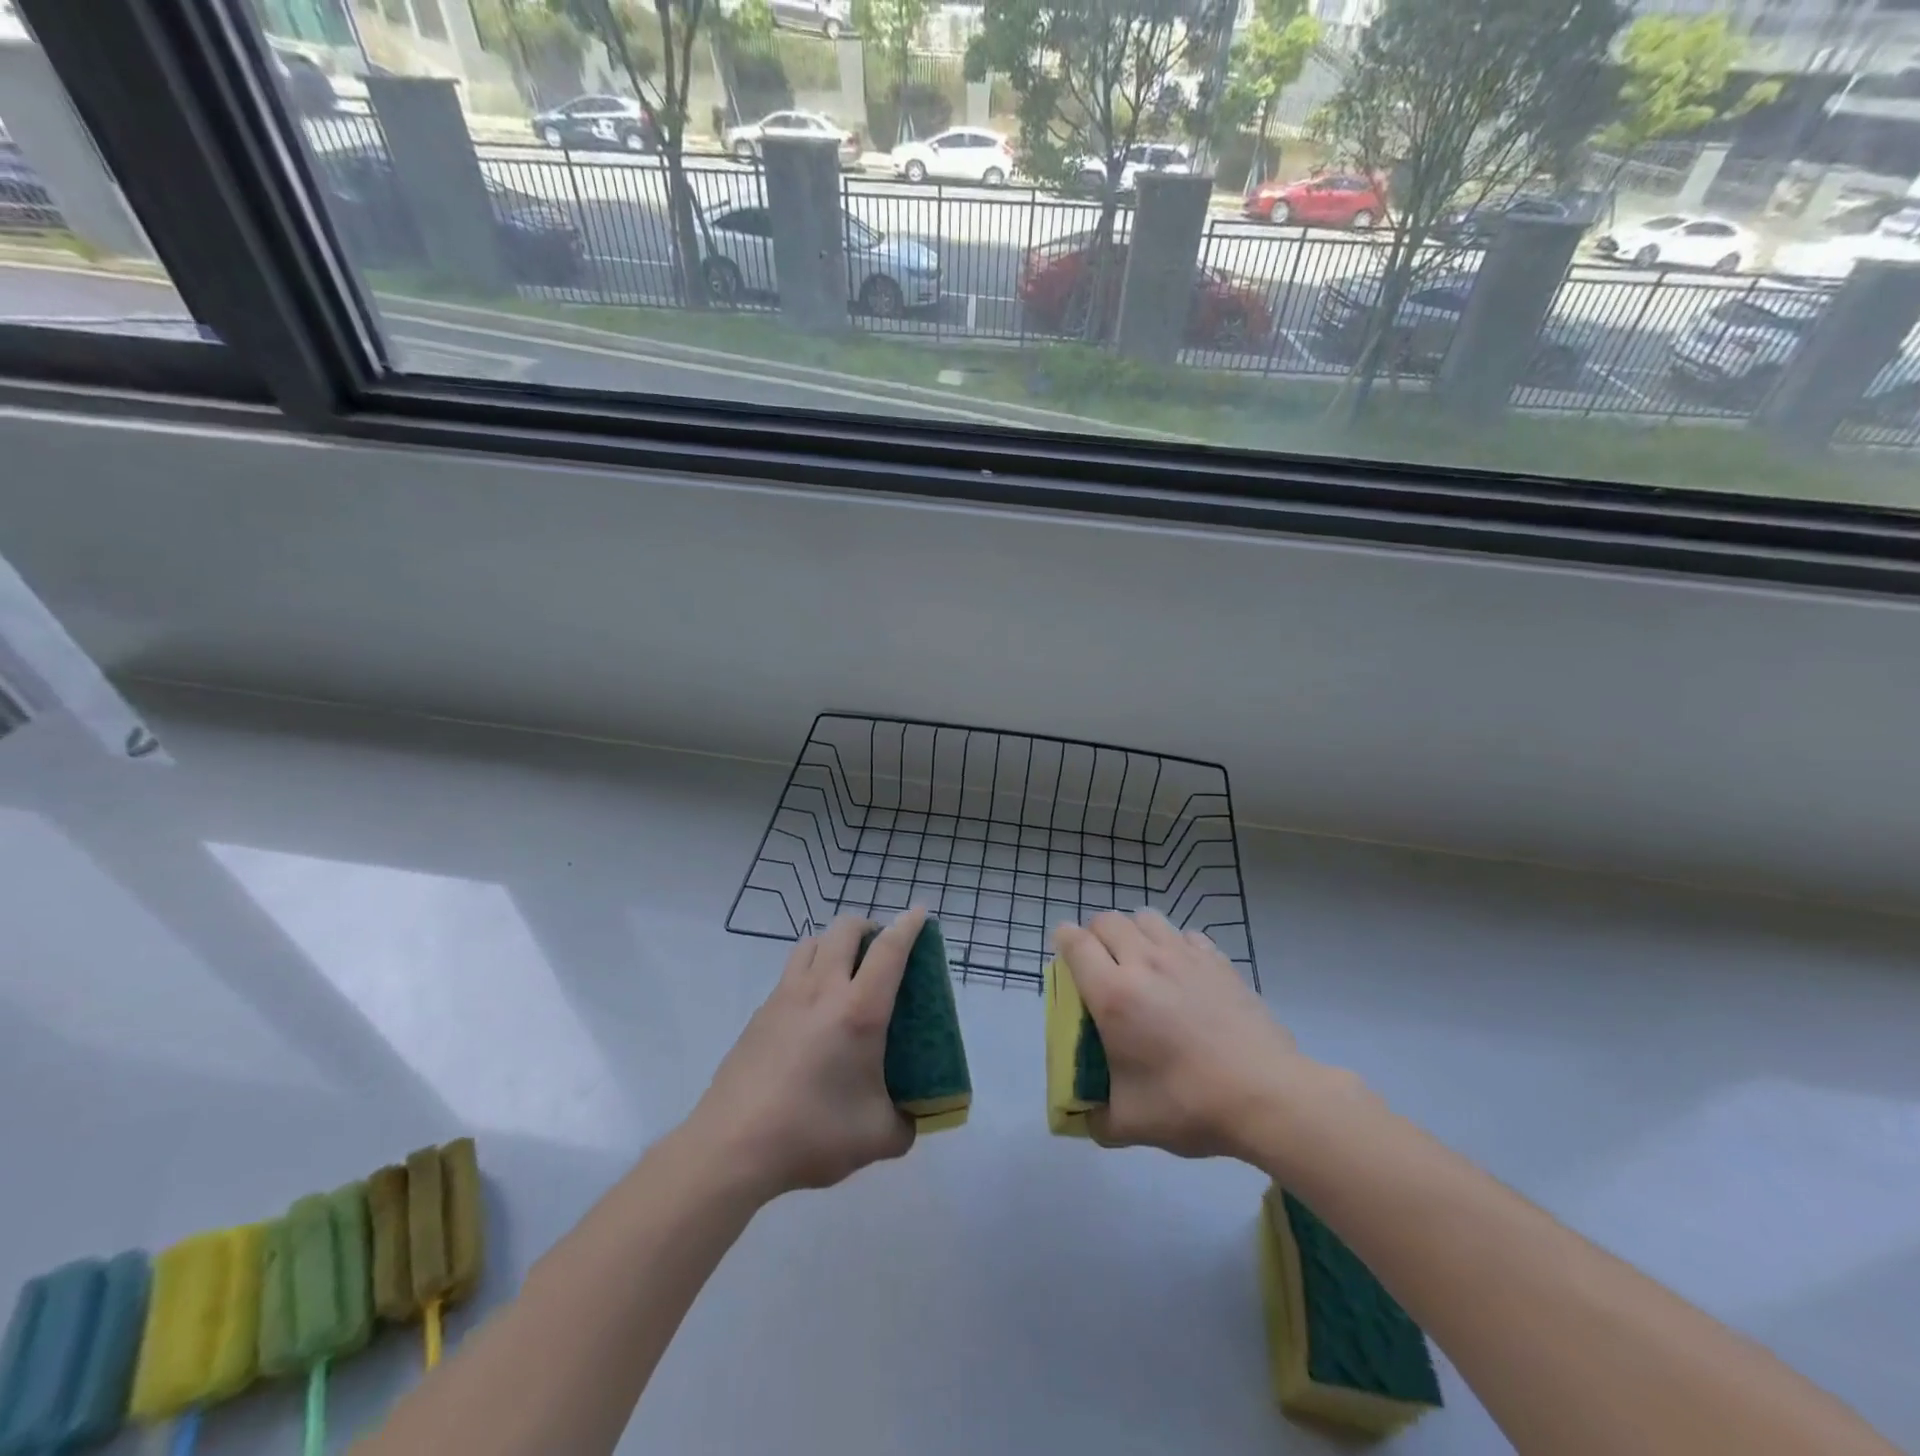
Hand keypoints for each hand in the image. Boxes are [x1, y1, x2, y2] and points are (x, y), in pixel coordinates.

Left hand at [689, 909, 921, 1200]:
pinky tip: (812, 1012)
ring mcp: (786, 996)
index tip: (919, 913)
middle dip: (868, 927)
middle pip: (846, 929)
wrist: (732, 1146)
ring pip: (813, 943)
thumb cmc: (812, 1134)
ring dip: (835, 944)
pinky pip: (791, 972)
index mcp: (859, 1010)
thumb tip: (911, 1117)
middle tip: (881, 951)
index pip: (889, 950)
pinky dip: (810, 972)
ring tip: (846, 971)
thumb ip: (905, 1123)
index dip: (908, 926)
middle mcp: (823, 990)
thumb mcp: (877, 1138)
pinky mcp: (761, 1012)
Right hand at [1055, 910, 1323, 1160]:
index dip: (1062, 941)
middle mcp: (1143, 963)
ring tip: (1139, 962)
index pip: (1074, 942)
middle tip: (1100, 966)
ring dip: (1133, 932)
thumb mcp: (1130, 1124)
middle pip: (1107, 921)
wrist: (1267, 1096)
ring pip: (1145, 917)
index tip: (1063, 957)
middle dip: (1095, 936)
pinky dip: (1174, 944)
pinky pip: (1184, 934)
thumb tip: (1084, 1116)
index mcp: (1112, 994)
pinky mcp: (1218, 961)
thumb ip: (1096, 1119)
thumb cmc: (1190, 1105)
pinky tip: (1182, 973)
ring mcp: (1184, 956)